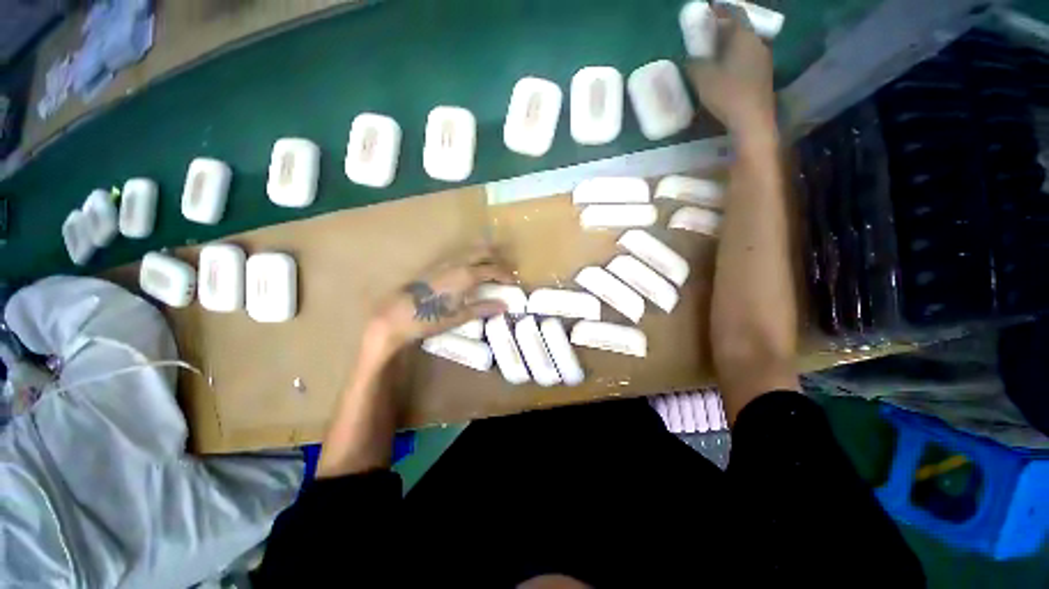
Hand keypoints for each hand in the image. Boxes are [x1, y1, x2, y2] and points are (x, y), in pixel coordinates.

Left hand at [365, 245, 513, 353]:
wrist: (397, 315)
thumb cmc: (430, 318)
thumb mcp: (459, 316)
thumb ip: (483, 308)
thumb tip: (504, 305)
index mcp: (466, 275)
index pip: (492, 270)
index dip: (505, 275)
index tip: (514, 281)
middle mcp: (457, 263)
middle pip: (483, 252)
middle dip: (497, 258)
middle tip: (507, 269)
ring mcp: (445, 262)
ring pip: (470, 251)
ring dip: (484, 255)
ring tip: (492, 266)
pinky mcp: (435, 265)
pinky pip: (460, 255)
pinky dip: (472, 258)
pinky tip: (471, 268)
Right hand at [685, 4, 775, 137]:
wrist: (751, 120)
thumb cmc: (727, 94)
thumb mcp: (702, 78)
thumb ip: (693, 64)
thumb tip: (687, 59)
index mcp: (743, 36)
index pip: (733, 13)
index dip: (720, 9)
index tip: (708, 9)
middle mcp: (756, 42)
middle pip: (739, 28)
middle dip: (723, 28)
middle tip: (707, 33)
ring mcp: (762, 59)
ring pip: (744, 44)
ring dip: (729, 44)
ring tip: (713, 52)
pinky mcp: (762, 75)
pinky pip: (746, 57)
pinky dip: (735, 57)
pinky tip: (724, 68)